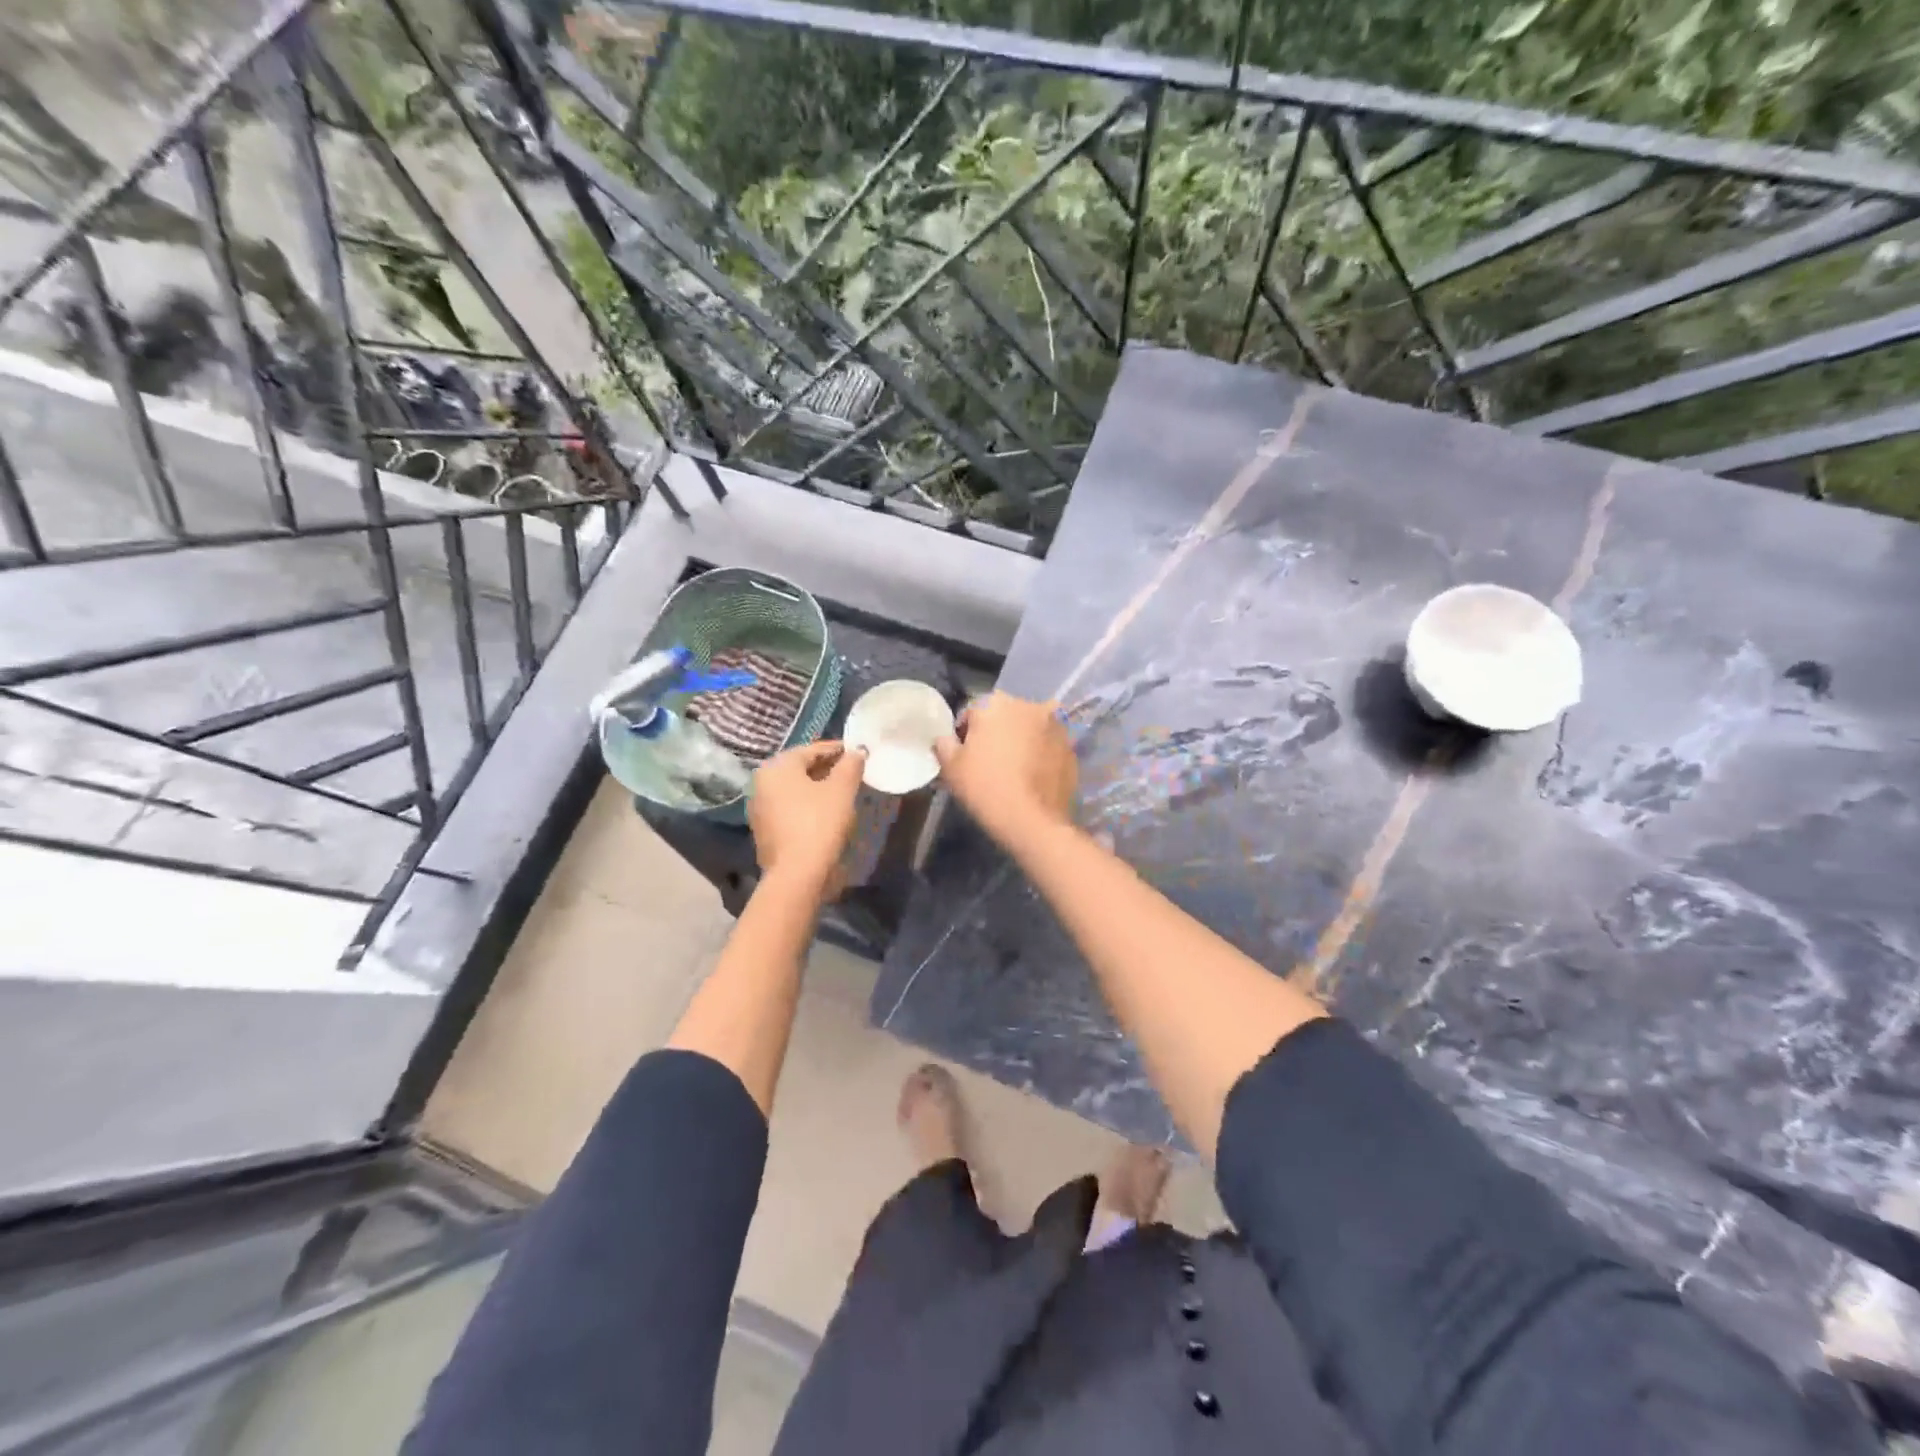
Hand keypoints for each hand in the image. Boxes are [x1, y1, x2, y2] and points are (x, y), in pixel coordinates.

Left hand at [748, 741, 865, 892]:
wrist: (796, 874)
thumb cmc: (819, 823)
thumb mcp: (842, 790)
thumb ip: (850, 765)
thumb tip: (856, 752)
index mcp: (777, 767)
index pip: (811, 750)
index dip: (837, 749)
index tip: (857, 752)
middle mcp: (761, 782)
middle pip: (800, 768)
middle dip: (827, 768)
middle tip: (852, 771)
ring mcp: (759, 807)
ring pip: (794, 788)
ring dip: (817, 786)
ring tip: (843, 791)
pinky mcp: (764, 829)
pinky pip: (790, 807)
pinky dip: (808, 804)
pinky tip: (826, 811)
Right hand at [934, 692, 1075, 847]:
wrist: (1033, 821)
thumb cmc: (985, 787)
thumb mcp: (951, 767)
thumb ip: (944, 745)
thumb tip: (945, 738)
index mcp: (995, 703)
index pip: (972, 712)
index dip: (964, 735)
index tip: (964, 757)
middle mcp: (1028, 705)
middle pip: (1004, 716)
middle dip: (996, 733)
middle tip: (988, 763)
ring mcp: (1055, 725)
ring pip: (1029, 729)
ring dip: (1021, 741)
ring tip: (1014, 770)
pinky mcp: (1071, 747)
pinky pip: (1048, 746)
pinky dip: (1041, 755)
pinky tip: (1033, 777)